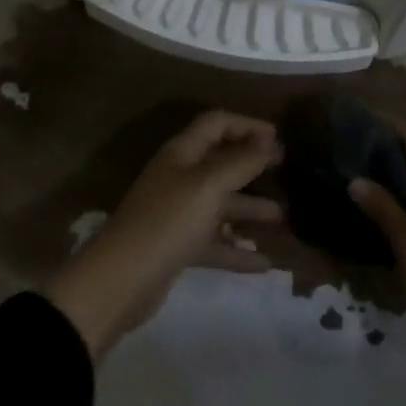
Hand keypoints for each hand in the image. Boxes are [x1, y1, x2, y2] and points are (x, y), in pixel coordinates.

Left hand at [42, 111, 282, 360]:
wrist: (119, 282)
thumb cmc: (167, 222)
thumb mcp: (209, 186)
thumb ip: (241, 162)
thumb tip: (268, 142)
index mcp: (183, 153)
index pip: (217, 123)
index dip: (247, 125)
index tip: (278, 138)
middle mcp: (180, 177)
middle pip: (221, 163)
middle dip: (254, 166)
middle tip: (287, 173)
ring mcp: (178, 214)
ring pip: (221, 204)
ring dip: (251, 209)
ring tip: (284, 219)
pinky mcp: (178, 248)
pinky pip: (214, 242)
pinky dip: (238, 250)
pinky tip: (264, 263)